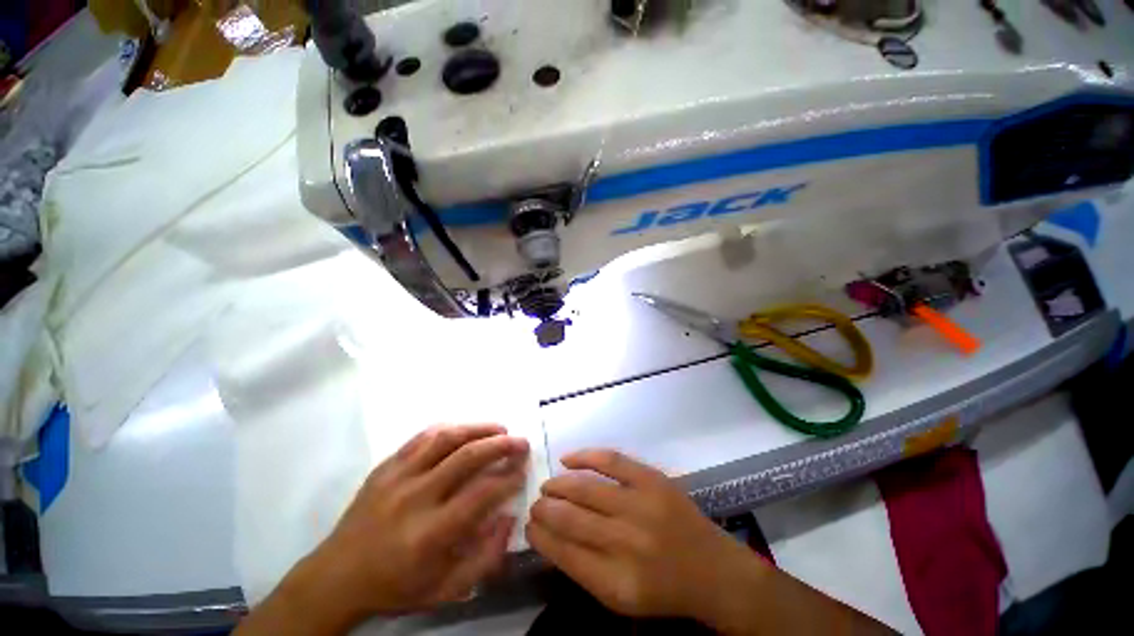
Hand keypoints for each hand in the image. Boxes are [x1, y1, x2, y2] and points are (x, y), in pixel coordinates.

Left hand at [239, 424, 529, 634]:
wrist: (336, 576)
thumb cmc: (395, 586)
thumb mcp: (445, 590)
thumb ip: (484, 558)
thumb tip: (508, 517)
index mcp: (430, 534)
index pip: (480, 495)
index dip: (508, 478)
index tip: (523, 471)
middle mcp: (415, 498)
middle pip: (467, 458)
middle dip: (501, 445)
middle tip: (521, 442)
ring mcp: (397, 477)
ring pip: (445, 439)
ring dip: (478, 429)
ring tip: (499, 429)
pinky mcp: (385, 466)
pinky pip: (421, 437)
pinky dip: (449, 429)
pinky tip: (464, 430)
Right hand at [525, 450, 763, 624]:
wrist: (712, 569)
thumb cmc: (662, 588)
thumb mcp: (620, 597)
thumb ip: (583, 568)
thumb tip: (549, 535)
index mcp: (616, 582)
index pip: (563, 552)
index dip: (540, 536)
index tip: (529, 526)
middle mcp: (626, 542)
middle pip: (570, 518)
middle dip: (544, 509)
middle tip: (535, 504)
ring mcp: (641, 505)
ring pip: (585, 487)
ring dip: (558, 485)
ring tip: (547, 486)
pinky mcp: (652, 479)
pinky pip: (610, 459)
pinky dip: (584, 456)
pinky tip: (567, 459)